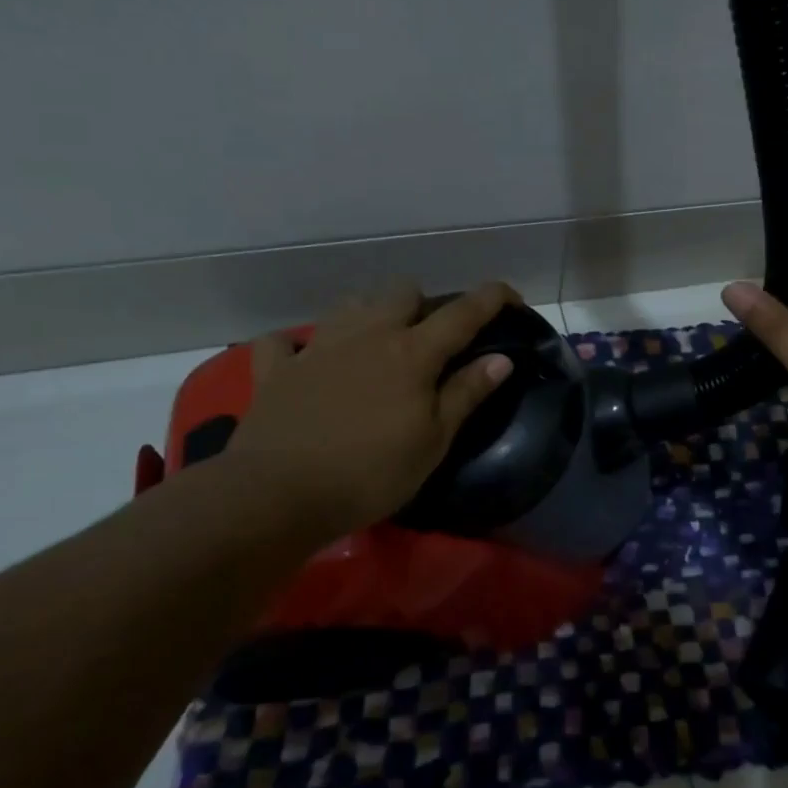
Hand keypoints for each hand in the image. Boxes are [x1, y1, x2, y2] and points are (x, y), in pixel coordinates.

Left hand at [222, 283, 517, 537]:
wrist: (277, 495)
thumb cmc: (370, 473)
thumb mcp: (433, 441)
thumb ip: (467, 394)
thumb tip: (501, 358)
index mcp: (412, 353)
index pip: (463, 313)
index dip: (492, 298)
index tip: (511, 296)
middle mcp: (367, 335)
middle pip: (402, 292)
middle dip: (424, 305)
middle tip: (430, 341)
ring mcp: (317, 347)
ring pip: (350, 305)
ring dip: (370, 315)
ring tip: (375, 346)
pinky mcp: (276, 370)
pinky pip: (284, 342)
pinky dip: (297, 347)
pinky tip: (305, 362)